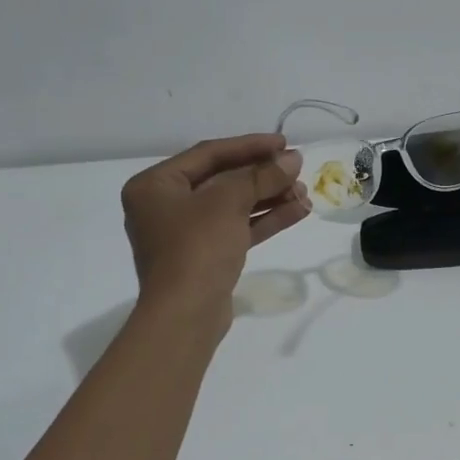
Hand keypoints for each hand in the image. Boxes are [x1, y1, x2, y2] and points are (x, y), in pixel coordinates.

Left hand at [121, 134, 308, 327]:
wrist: (185, 315)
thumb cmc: (197, 248)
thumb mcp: (228, 202)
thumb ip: (261, 176)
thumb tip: (293, 159)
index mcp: (155, 185)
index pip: (208, 154)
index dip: (249, 146)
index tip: (284, 143)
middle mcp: (165, 206)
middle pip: (222, 179)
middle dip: (263, 175)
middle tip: (298, 168)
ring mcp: (185, 234)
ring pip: (233, 206)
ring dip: (269, 197)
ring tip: (304, 192)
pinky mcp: (206, 257)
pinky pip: (237, 228)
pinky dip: (265, 220)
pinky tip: (298, 211)